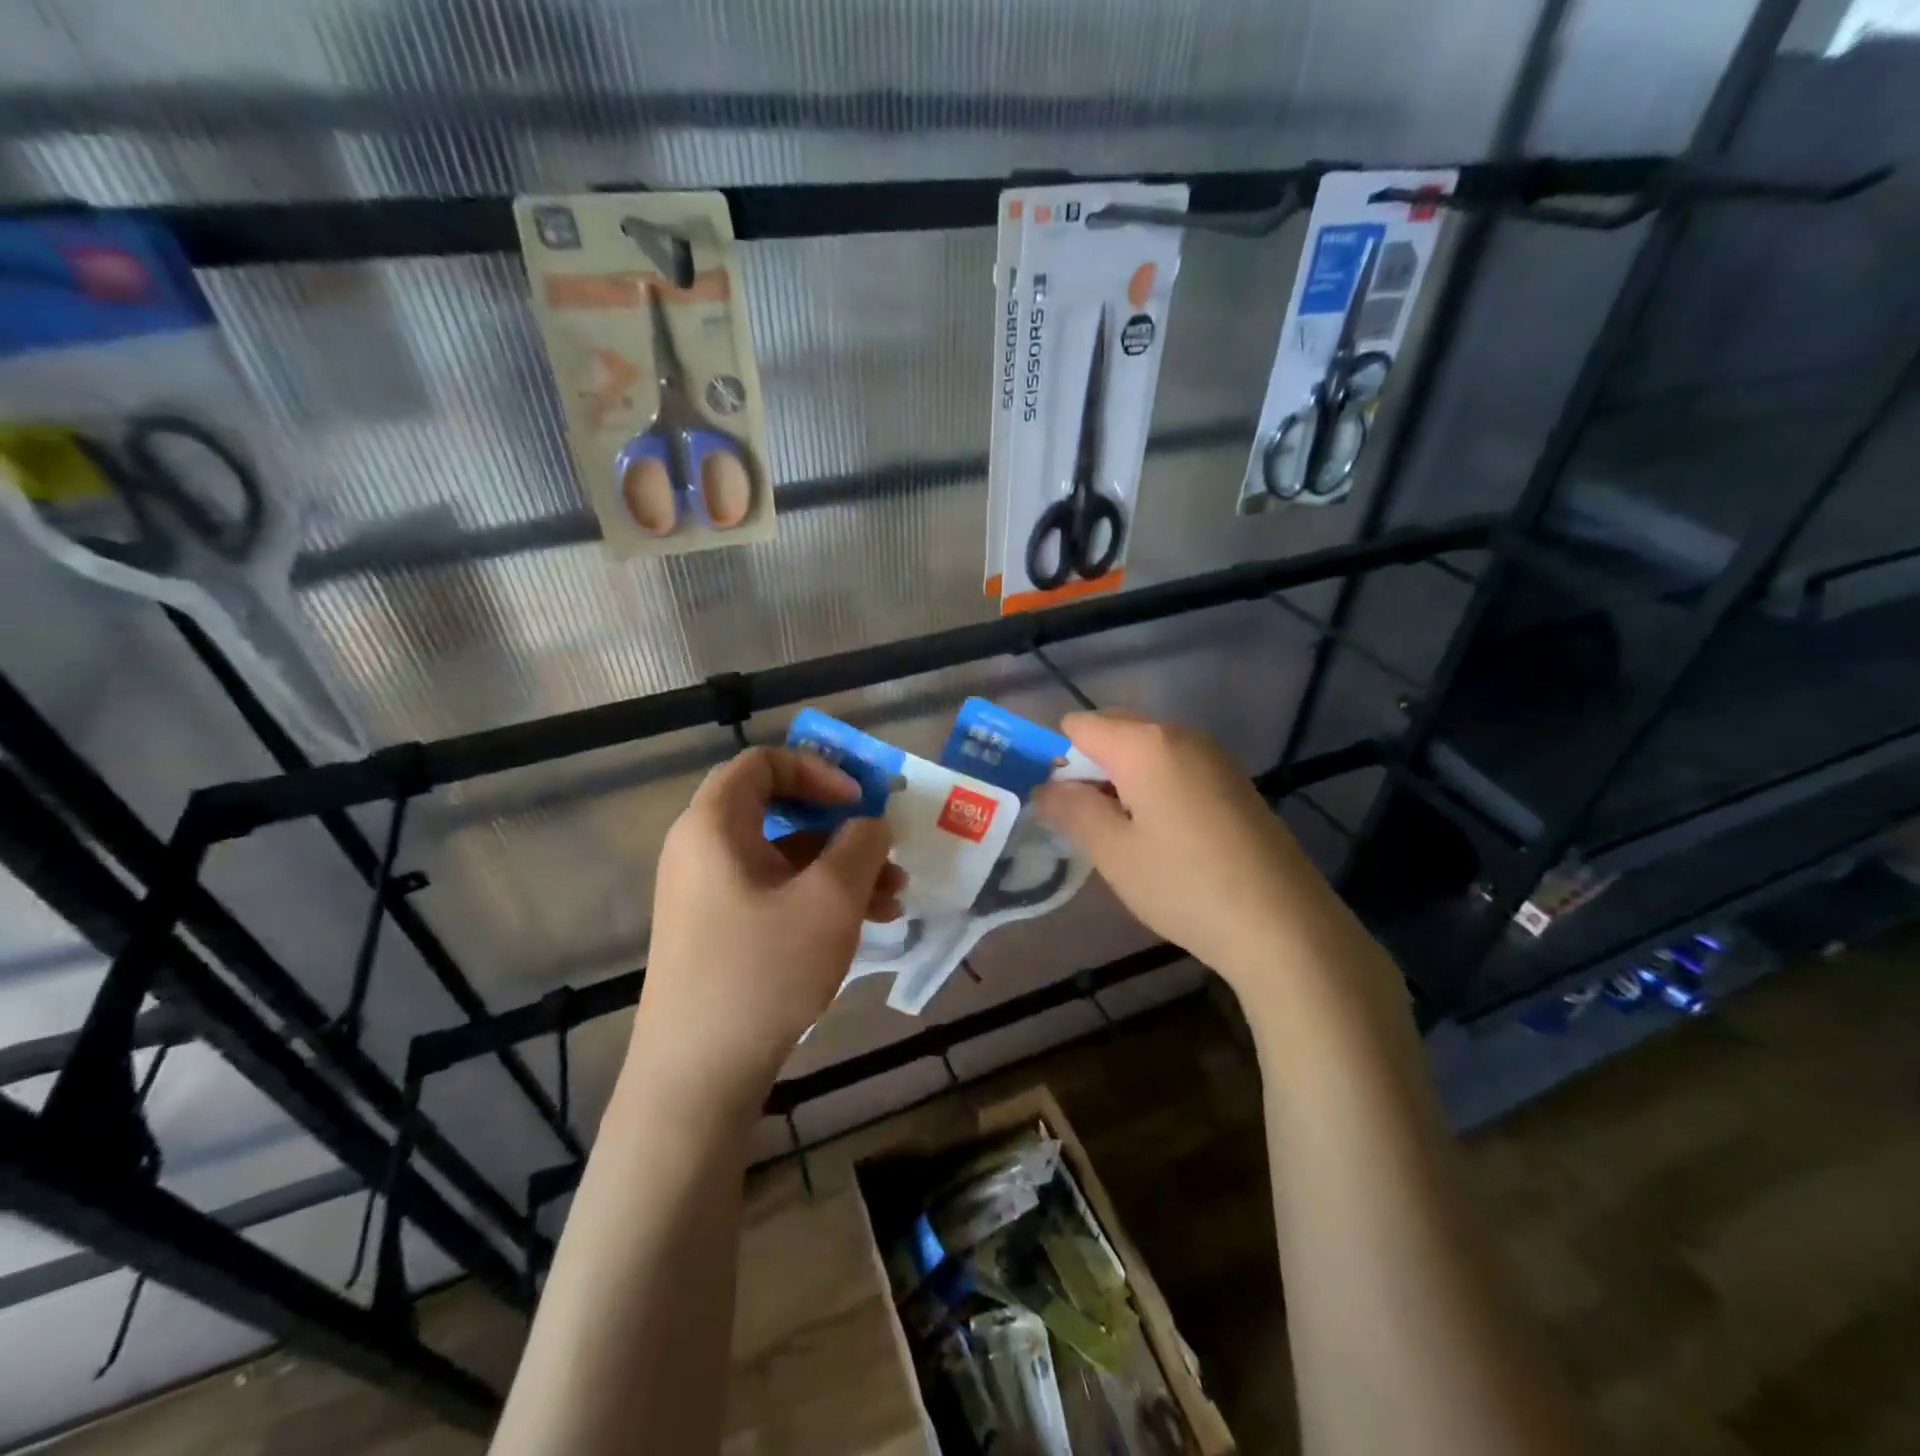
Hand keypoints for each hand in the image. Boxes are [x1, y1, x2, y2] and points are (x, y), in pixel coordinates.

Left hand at [631, 748, 906, 1109]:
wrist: (697, 1076)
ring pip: (784, 859)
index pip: (763, 763)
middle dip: (842, 828)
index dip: (817, 770)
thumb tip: (870, 824)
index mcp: (714, 825)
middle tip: (886, 848)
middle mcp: (703, 851)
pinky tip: (868, 924)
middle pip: (779, 812)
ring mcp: (708, 895)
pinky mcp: (718, 933)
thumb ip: (861, 845)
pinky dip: (819, 899)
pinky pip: (775, 894)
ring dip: (842, 869)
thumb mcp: (830, 899)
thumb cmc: (763, 970)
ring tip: (895, 898)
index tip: (859, 801)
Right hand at [1031, 711, 1351, 992]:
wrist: (1284, 925)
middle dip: (1088, 766)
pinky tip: (1160, 835)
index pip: (1079, 725)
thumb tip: (1044, 787)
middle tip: (1081, 821)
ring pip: (1146, 749)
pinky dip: (1153, 786)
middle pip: (1115, 729)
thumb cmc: (1185, 885)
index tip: (1056, 804)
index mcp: (1145, 743)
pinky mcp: (1234, 780)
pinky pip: (1176, 765)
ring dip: (1120, 778)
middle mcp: (1180, 734)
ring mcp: (1214, 755)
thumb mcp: (1114, 852)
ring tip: (1118, 832)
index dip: (1057, 757)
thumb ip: (1072, 810)